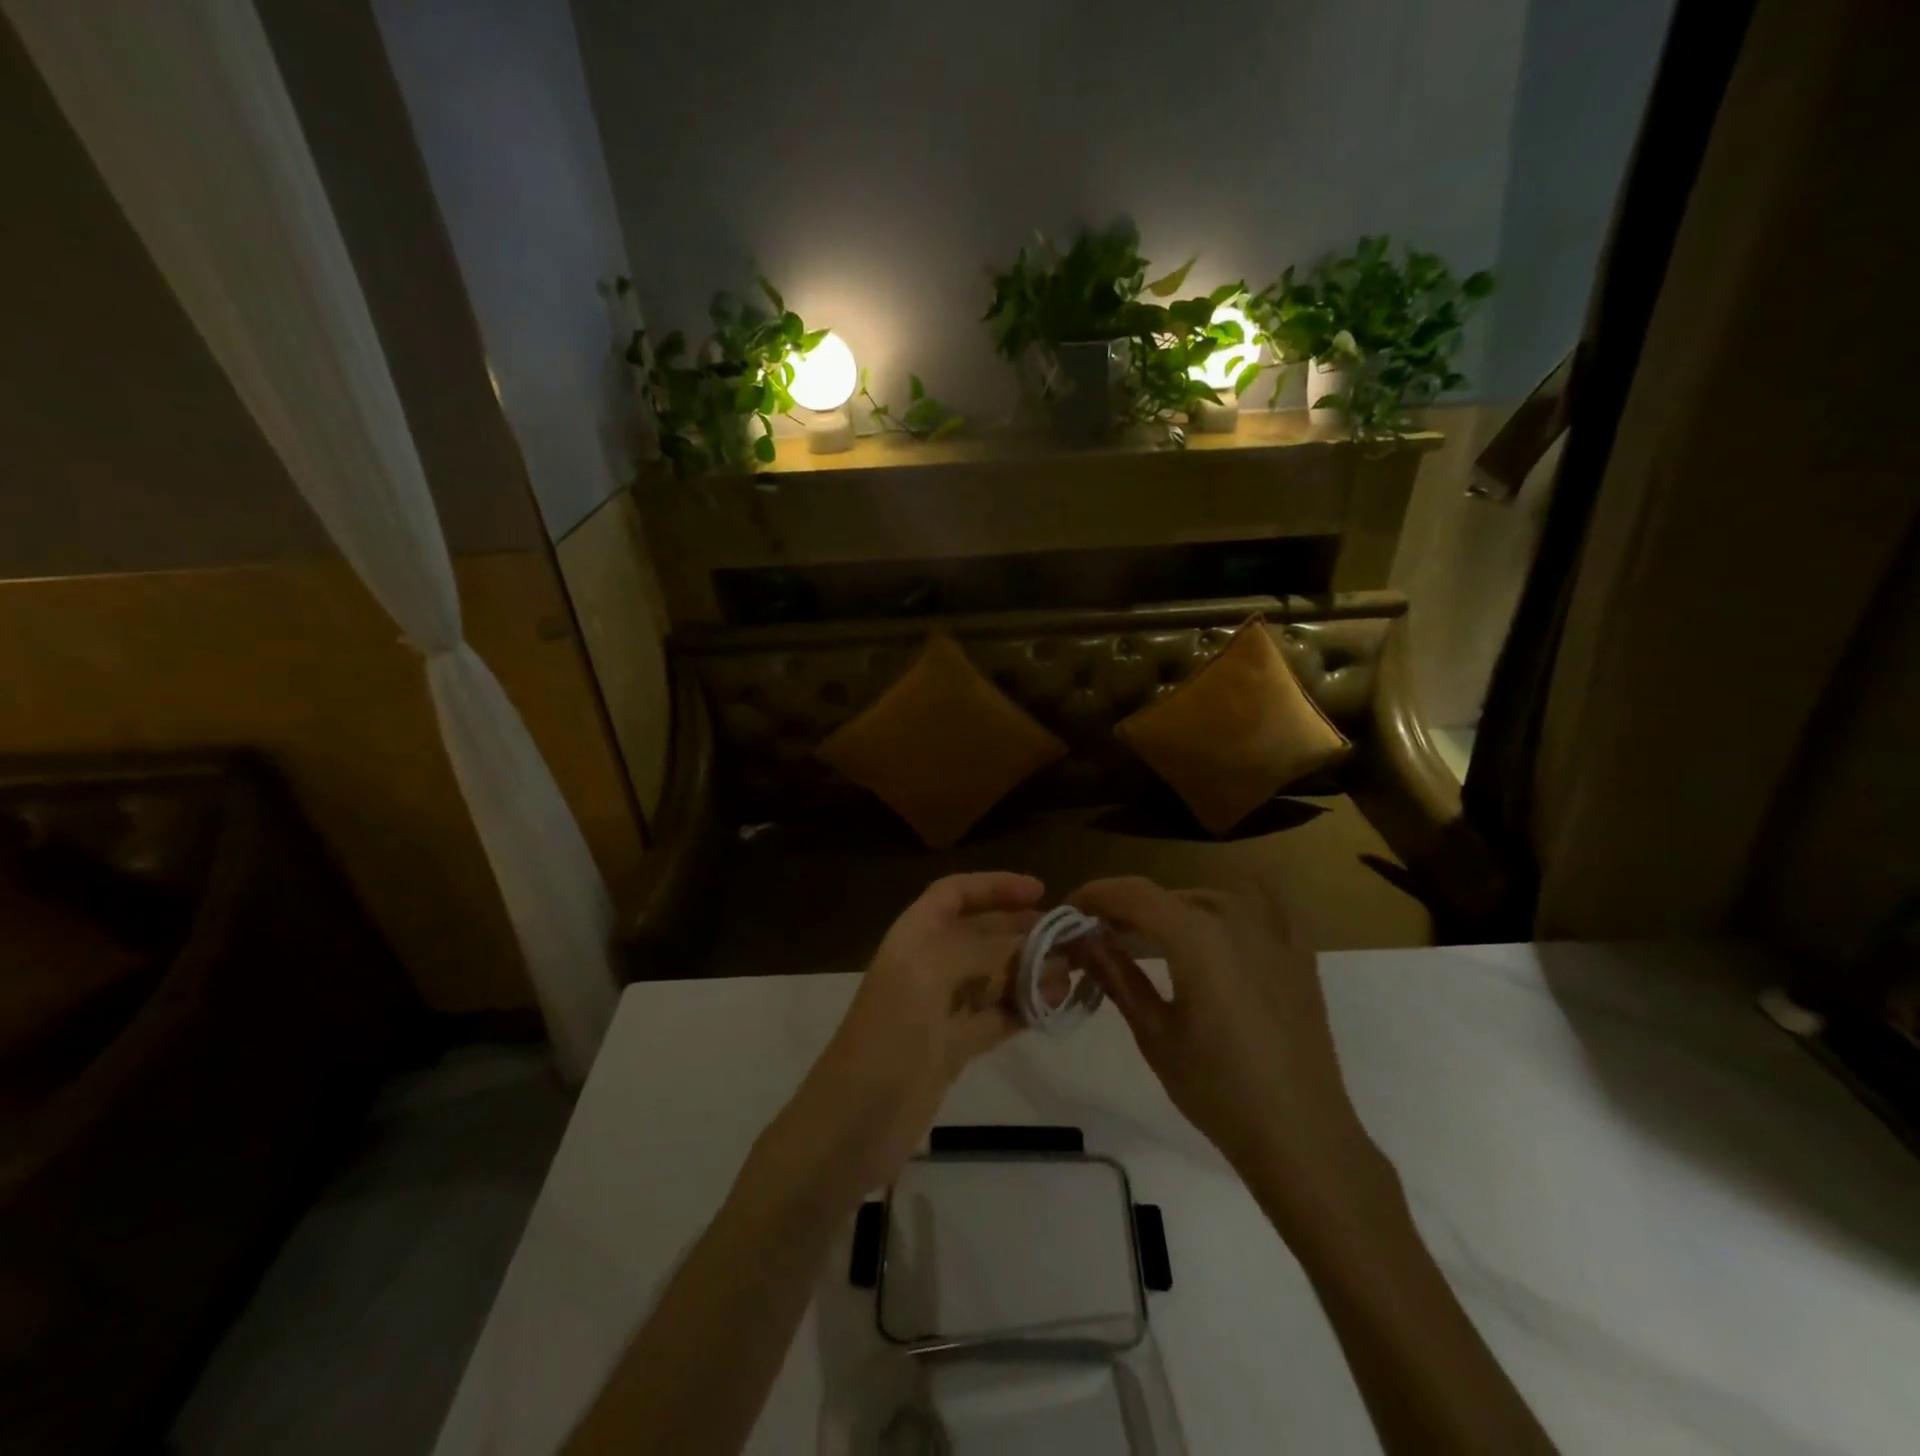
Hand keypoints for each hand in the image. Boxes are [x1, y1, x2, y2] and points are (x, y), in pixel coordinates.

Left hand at [781, 872, 1043, 1192]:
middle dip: (1022, 931)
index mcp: (914, 935)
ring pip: (993, 976)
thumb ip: (986, 950)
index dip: (995, 886)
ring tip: (1072, 973)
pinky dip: (1024, 1008)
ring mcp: (941, 1007)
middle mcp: (928, 964)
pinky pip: (995, 1016)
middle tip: (1071, 937)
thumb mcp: (934, 973)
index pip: (955, 893)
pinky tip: (1054, 1006)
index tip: (1040, 891)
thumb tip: (1036, 944)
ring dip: (1030, 971)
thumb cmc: (891, 1032)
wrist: (855, 1122)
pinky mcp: (953, 1047)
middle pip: (981, 934)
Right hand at [1068, 876, 1391, 1233]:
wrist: (1301, 1137)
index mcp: (1195, 937)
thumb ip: (1116, 976)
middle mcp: (1235, 919)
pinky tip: (1220, 920)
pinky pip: (1265, 905)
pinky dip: (1234, 904)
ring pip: (1209, 899)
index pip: (1133, 894)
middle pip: (1168, 896)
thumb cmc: (1217, 1090)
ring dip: (1173, 910)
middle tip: (1100, 937)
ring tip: (1150, 938)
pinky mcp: (1299, 955)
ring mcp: (1274, 933)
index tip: (1069, 913)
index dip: (1095, 895)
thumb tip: (1083, 940)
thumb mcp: (1154, 1034)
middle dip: (1128, 909)